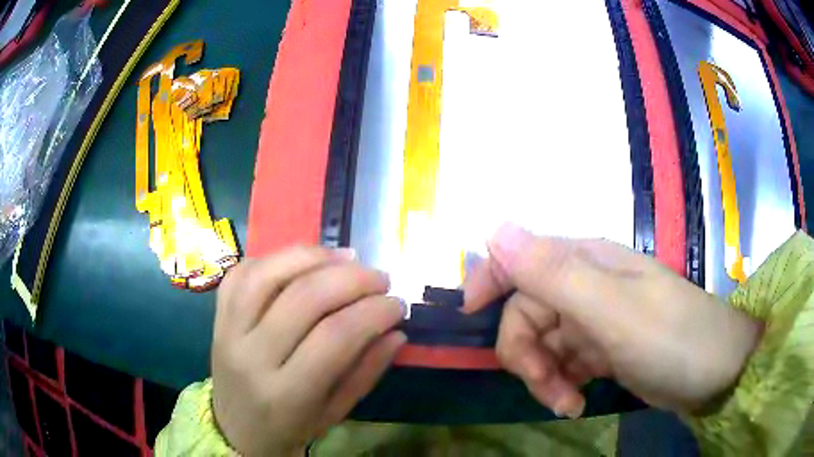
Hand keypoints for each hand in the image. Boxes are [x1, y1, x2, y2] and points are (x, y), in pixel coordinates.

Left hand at [211, 246, 404, 455]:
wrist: (237, 428)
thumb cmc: (290, 426)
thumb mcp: (335, 412)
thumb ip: (366, 372)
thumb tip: (396, 331)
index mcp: (286, 394)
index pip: (334, 337)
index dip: (373, 312)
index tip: (397, 304)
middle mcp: (251, 357)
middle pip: (303, 298)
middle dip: (352, 279)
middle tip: (380, 279)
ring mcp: (227, 331)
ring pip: (267, 274)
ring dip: (314, 257)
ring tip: (347, 258)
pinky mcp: (217, 316)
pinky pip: (242, 272)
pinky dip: (277, 258)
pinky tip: (304, 261)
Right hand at [463, 224, 761, 417]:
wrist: (715, 372)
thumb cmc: (671, 337)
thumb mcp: (613, 309)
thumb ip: (553, 272)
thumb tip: (494, 229)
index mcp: (585, 261)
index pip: (519, 257)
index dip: (488, 281)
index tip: (469, 320)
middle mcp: (586, 284)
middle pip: (526, 312)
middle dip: (525, 353)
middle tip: (546, 386)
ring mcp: (595, 318)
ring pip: (543, 342)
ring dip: (544, 376)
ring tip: (567, 403)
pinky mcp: (603, 348)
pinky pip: (563, 362)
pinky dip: (561, 385)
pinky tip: (577, 404)